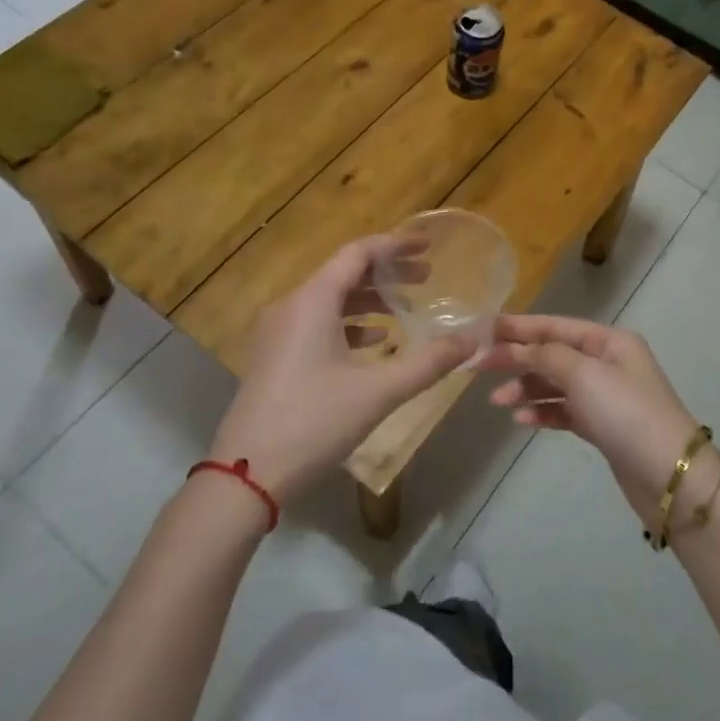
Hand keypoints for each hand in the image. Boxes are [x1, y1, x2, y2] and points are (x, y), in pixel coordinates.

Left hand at [207, 236, 475, 505]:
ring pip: (330, 300)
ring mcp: (278, 332)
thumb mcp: (379, 391)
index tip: (428, 246)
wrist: (247, 475)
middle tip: (427, 279)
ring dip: (369, 300)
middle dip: (387, 274)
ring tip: (406, 310)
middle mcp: (292, 306)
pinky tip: (375, 342)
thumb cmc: (314, 422)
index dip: (395, 245)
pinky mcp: (275, 356)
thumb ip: (429, 362)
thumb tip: (472, 338)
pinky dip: (349, 323)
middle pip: (344, 274)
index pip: (358, 253)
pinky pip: (317, 323)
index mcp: (313, 301)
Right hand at [480, 314, 702, 523]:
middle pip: (553, 354)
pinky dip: (543, 412)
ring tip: (498, 402)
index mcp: (609, 341)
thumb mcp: (585, 375)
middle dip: (518, 359)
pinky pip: (564, 411)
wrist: (670, 476)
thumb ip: (547, 355)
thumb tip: (519, 347)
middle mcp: (608, 362)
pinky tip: (521, 419)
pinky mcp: (603, 426)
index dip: (519, 327)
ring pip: (556, 384)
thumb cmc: (627, 413)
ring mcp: (606, 396)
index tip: (484, 330)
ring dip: (526, 389)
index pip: (555, 326)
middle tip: (478, 367)